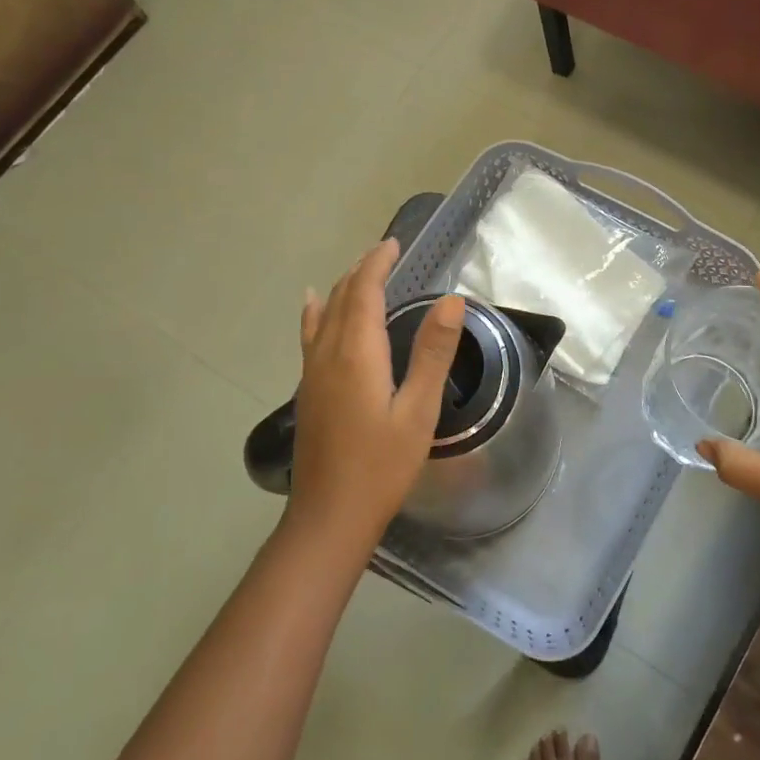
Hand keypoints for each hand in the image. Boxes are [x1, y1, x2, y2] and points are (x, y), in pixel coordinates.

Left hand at [289, 238, 464, 556]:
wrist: (329, 516)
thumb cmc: (381, 466)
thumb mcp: (418, 411)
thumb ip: (433, 353)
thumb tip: (452, 301)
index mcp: (356, 352)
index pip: (364, 291)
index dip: (377, 263)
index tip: (393, 243)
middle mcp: (328, 353)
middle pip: (343, 297)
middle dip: (362, 269)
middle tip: (385, 253)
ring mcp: (312, 372)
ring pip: (325, 313)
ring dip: (343, 287)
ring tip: (359, 272)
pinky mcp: (307, 390)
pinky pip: (311, 334)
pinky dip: (317, 311)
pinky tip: (314, 306)